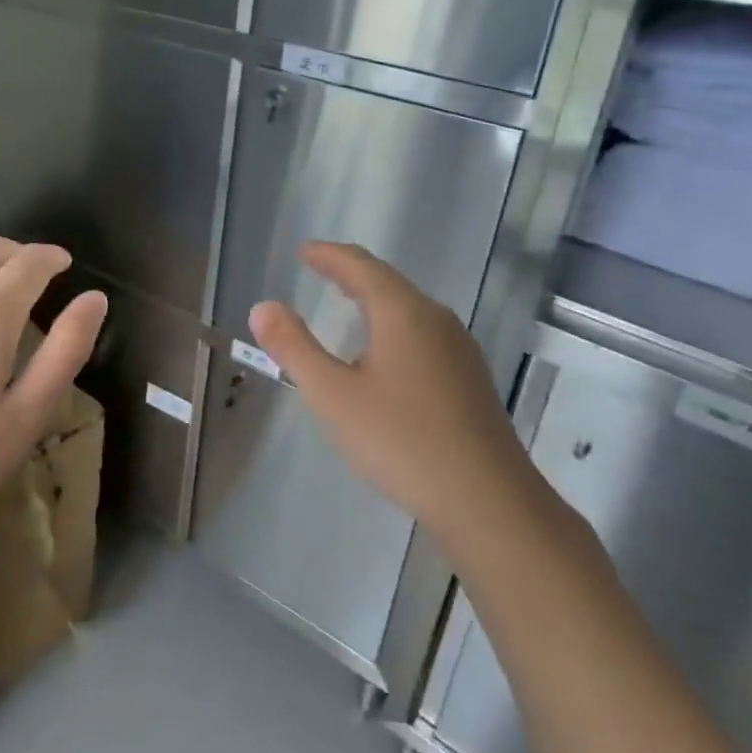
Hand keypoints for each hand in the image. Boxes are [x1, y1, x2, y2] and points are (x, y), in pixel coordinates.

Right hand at [247, 242, 536, 542]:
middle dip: (351, 272)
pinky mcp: (469, 379)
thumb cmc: (401, 441)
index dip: (329, 255)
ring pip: (409, 308)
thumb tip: (263, 307)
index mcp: (403, 313)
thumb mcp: (333, 396)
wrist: (489, 501)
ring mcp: (459, 349)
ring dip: (375, 298)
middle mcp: (436, 319)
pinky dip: (393, 324)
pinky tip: (386, 352)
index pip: (360, 266)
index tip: (305, 251)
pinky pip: (423, 332)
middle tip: (321, 268)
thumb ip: (295, 348)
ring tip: (348, 302)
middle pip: (388, 282)